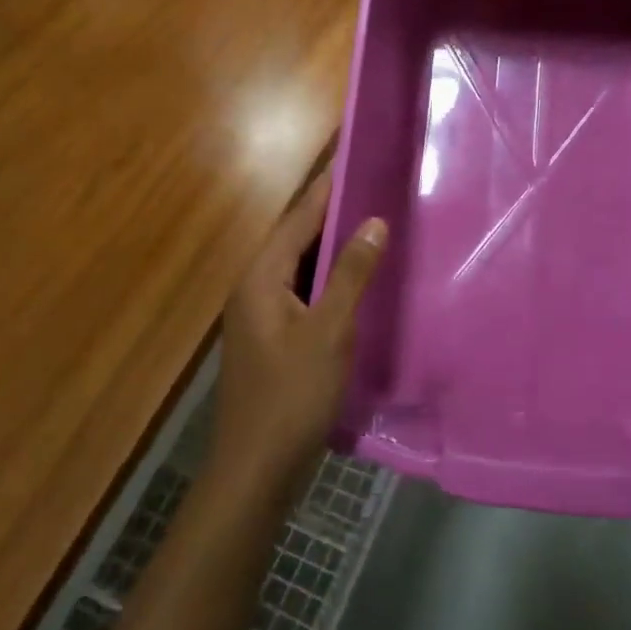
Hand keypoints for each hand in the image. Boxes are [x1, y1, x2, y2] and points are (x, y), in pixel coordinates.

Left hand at [214, 167, 386, 489]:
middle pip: (297, 239)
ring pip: (301, 268)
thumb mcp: (329, 331)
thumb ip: (351, 273)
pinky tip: (358, 284)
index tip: (356, 158)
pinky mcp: (273, 340)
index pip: (298, 219)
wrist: (256, 470)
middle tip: (375, 190)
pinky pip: (303, 294)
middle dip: (333, 214)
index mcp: (261, 278)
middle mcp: (254, 289)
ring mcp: (261, 317)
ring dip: (333, 248)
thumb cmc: (292, 395)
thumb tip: (373, 221)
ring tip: (373, 227)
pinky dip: (329, 281)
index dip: (327, 188)